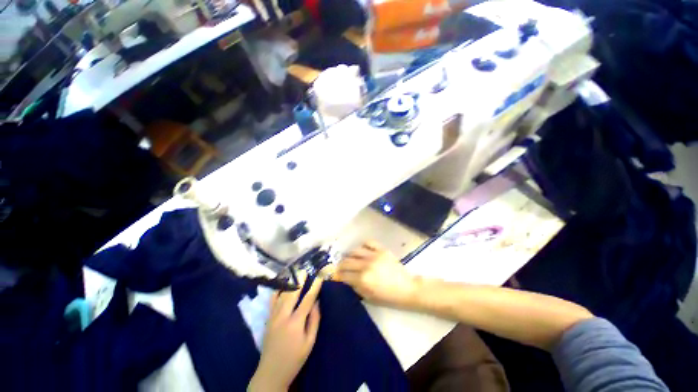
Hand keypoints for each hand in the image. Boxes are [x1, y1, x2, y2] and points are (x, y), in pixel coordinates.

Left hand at [248, 273, 321, 391]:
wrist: (271, 373)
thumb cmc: (295, 359)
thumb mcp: (309, 343)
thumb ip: (314, 321)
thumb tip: (316, 302)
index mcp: (295, 323)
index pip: (307, 299)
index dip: (315, 286)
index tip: (320, 276)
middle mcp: (283, 316)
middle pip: (292, 293)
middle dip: (299, 280)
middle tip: (305, 271)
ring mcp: (273, 317)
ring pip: (281, 295)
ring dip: (289, 283)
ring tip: (294, 274)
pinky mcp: (268, 320)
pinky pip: (272, 302)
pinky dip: (277, 291)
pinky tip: (280, 285)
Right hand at [335, 241, 419, 307]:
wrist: (406, 288)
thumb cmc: (388, 296)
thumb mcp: (368, 297)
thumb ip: (355, 287)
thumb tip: (346, 279)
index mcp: (363, 280)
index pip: (344, 275)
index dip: (338, 275)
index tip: (337, 275)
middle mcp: (366, 265)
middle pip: (347, 261)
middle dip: (341, 265)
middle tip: (342, 267)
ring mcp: (374, 256)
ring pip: (355, 251)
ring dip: (350, 255)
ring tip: (351, 258)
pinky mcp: (382, 250)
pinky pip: (368, 242)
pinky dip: (363, 245)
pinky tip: (363, 251)